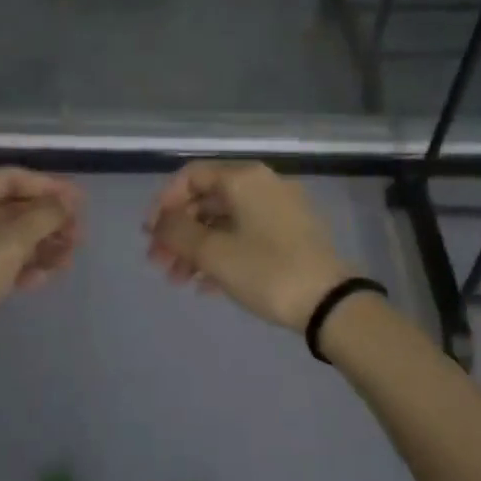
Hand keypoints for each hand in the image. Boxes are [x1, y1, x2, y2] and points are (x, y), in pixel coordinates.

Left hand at [0, 168, 81, 373]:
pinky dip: (25, 266)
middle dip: (48, 219)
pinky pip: (2, 264)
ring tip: (70, 258)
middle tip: (80, 235)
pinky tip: (48, 277)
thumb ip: (43, 216)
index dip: (47, 186)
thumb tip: (68, 201)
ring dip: (42, 244)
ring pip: (10, 238)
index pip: (10, 179)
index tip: (80, 202)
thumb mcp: (8, 242)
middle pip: (12, 208)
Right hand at [145, 161, 353, 332]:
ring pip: (225, 222)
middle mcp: (263, 185)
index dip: (164, 203)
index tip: (149, 234)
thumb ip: (177, 232)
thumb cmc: (267, 270)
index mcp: (244, 178)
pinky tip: (206, 287)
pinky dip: (223, 255)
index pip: (191, 176)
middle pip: (207, 201)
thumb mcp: (214, 253)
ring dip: (197, 248)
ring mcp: (280, 210)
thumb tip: (160, 222)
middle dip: (179, 232)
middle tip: (158, 263)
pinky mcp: (292, 236)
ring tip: (178, 280)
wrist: (331, 304)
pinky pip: (246, 236)